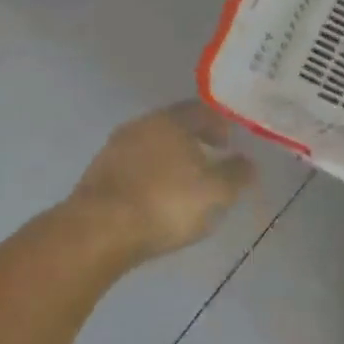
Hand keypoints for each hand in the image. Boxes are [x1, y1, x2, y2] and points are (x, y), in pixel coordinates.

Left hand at [67, 100, 255, 266]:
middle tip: (209, 162)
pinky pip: (132, 168)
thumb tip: (247, 163)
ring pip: (151, 147)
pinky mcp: (96, 176)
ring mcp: (113, 150)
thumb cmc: (165, 203)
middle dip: (193, 142)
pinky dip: (148, 177)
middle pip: (174, 126)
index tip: (229, 144)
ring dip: (168, 160)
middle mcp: (140, 126)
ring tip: (182, 185)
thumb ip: (236, 174)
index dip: (219, 124)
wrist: (97, 233)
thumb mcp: (216, 192)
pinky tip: (154, 199)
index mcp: (171, 121)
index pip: (201, 110)